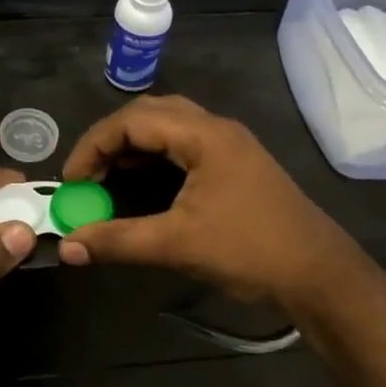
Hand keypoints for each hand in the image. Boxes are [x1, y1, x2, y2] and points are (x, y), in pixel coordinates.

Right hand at [56, 96, 360, 308]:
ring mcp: (229, 144)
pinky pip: (184, 145)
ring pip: (168, 127)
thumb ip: (117, 241)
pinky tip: (142, 184)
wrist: (318, 273)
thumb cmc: (248, 250)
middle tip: (87, 176)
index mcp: (204, 135)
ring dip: (133, 147)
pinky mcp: (235, 164)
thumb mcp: (176, 245)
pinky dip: (154, 158)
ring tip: (108, 179)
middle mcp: (216, 128)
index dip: (93, 146)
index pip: (132, 120)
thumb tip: (67, 247)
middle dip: (111, 141)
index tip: (72, 181)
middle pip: (149, 113)